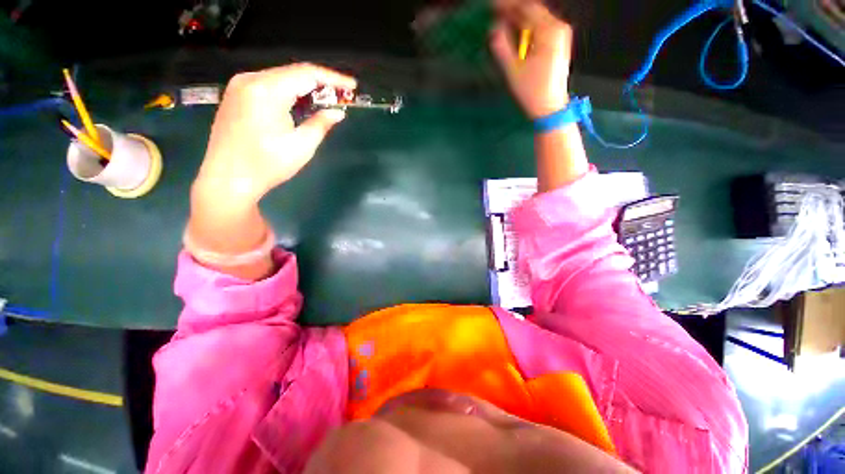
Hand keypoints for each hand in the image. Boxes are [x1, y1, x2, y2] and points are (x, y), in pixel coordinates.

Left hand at [193, 63, 356, 207]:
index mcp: (267, 90)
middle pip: (293, 72)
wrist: (227, 179)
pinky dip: (289, 92)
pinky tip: (301, 105)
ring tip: (325, 102)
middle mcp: (250, 79)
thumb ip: (321, 124)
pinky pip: (268, 85)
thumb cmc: (267, 165)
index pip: (307, 73)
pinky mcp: (236, 95)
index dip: (333, 78)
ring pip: (281, 78)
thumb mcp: (302, 146)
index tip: (352, 86)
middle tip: (341, 96)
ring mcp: (239, 86)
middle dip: (320, 83)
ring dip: (305, 88)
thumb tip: (337, 113)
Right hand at [490, 0, 572, 118]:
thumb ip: (502, 46)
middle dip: (513, 9)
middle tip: (494, 11)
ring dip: (519, 16)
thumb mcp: (513, 70)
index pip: (527, 7)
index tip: (492, 5)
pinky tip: (515, 29)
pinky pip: (541, 26)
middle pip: (533, 9)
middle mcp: (558, 27)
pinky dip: (527, 25)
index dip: (508, 5)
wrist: (550, 107)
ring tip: (501, 19)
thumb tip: (495, 27)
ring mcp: (560, 34)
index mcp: (549, 31)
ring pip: (537, 17)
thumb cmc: (532, 92)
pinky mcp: (558, 42)